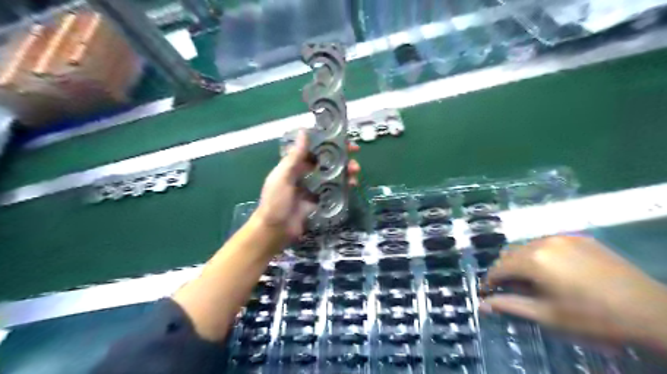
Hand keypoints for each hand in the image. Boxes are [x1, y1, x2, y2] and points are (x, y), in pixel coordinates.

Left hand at [254, 131, 359, 240]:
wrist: (275, 230)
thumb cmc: (275, 201)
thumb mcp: (283, 176)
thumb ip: (294, 156)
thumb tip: (304, 131)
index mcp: (295, 165)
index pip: (314, 149)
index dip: (328, 143)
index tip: (342, 140)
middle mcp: (306, 174)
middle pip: (327, 162)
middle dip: (341, 157)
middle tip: (354, 156)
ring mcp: (315, 188)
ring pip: (333, 175)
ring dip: (345, 171)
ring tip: (355, 171)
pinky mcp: (321, 201)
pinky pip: (335, 191)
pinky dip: (344, 186)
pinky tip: (352, 185)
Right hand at [482, 235, 666, 349]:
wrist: (649, 311)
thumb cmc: (592, 318)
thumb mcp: (547, 315)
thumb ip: (510, 306)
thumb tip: (482, 305)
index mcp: (532, 260)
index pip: (498, 268)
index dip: (490, 281)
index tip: (487, 293)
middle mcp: (542, 242)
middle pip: (510, 254)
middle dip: (506, 271)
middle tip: (512, 289)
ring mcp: (561, 237)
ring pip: (528, 246)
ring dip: (522, 262)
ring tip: (533, 281)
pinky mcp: (578, 237)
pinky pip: (547, 243)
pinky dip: (541, 255)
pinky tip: (554, 270)